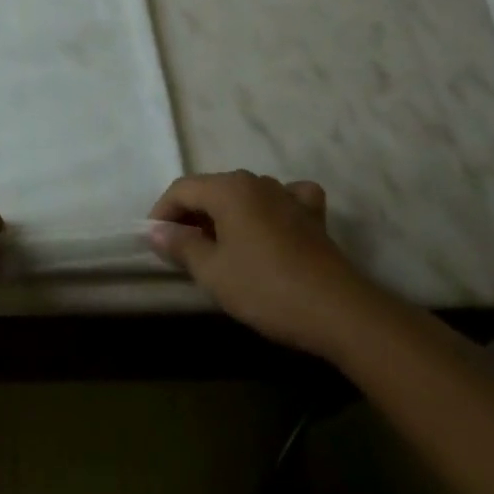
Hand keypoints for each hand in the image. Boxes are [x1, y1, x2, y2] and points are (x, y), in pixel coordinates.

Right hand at [149, 171, 359, 350]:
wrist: (338, 312)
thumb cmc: (266, 288)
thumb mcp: (213, 272)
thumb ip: (181, 245)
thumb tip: (156, 230)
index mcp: (229, 188)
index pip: (182, 189)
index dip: (162, 212)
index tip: (154, 241)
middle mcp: (257, 182)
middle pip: (212, 190)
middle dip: (192, 215)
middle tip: (182, 250)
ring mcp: (288, 196)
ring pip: (245, 195)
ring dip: (226, 216)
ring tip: (220, 247)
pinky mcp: (313, 216)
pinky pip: (283, 201)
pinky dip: (271, 210)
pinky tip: (272, 226)